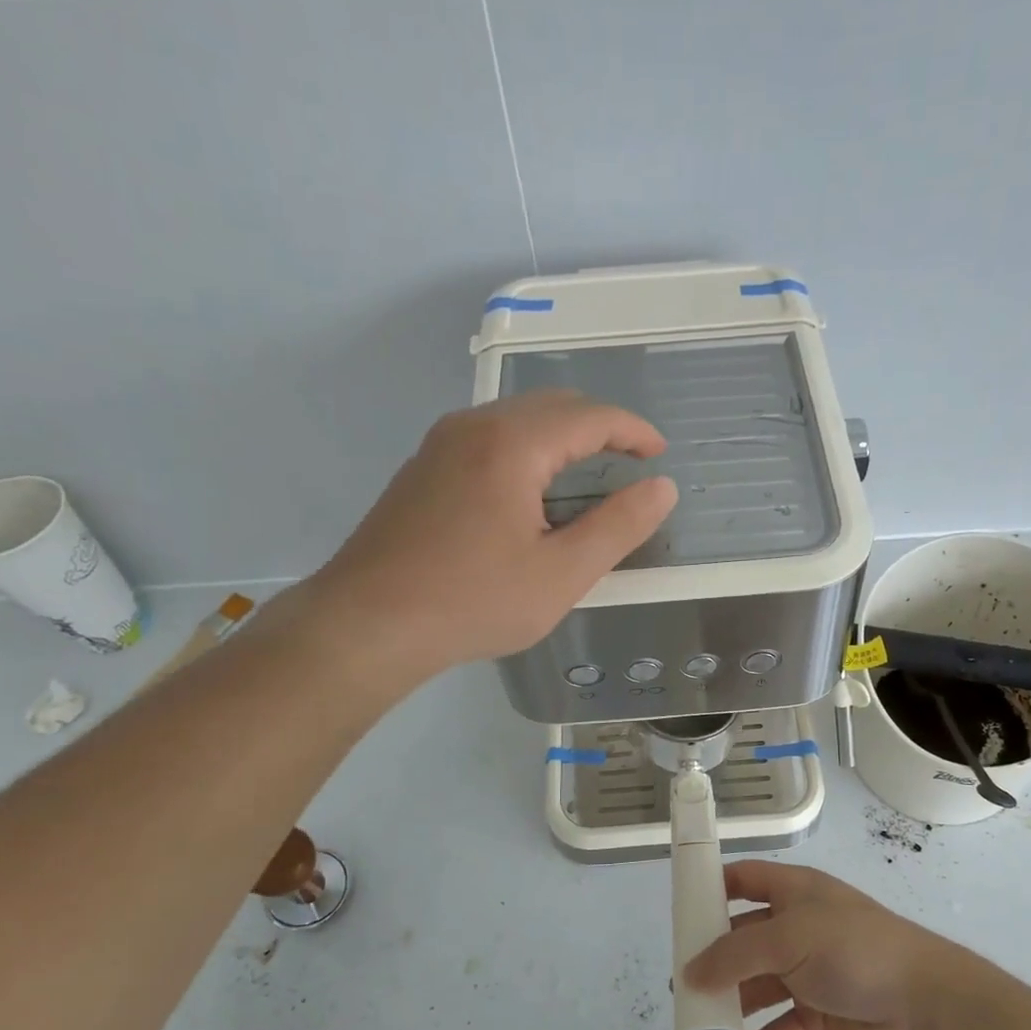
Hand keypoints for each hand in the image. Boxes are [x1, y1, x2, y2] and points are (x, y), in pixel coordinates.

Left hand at [306, 391, 676, 674]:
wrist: (368, 623)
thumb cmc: (474, 602)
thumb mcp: (561, 574)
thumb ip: (618, 527)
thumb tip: (662, 488)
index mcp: (512, 444)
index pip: (589, 416)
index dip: (632, 431)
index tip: (659, 454)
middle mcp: (473, 426)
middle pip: (551, 406)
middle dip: (599, 427)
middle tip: (630, 462)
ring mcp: (440, 444)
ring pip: (516, 420)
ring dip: (560, 438)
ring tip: (588, 477)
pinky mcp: (422, 469)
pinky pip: (488, 439)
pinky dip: (526, 451)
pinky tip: (530, 493)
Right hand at [684, 861, 973, 1029]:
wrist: (926, 1005)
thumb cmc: (854, 950)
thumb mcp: (789, 938)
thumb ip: (735, 955)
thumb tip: (690, 974)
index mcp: (796, 893)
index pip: (746, 880)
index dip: (713, 889)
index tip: (680, 912)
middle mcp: (799, 929)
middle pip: (744, 940)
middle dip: (712, 961)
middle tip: (679, 986)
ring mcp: (809, 975)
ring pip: (757, 990)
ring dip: (728, 1011)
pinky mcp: (819, 1018)